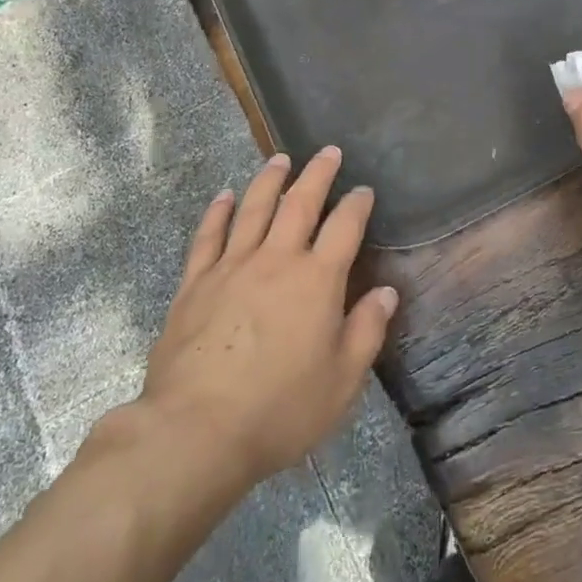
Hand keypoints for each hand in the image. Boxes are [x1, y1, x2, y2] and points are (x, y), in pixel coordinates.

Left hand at [134, 147, 397, 491]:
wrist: (197, 430)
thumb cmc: (280, 409)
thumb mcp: (342, 381)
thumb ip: (367, 330)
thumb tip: (386, 291)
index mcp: (317, 280)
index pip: (344, 227)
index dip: (357, 204)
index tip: (364, 190)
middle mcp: (276, 260)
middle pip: (300, 203)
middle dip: (318, 174)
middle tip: (328, 151)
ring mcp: (232, 267)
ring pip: (254, 209)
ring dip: (270, 180)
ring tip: (280, 159)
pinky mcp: (195, 283)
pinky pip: (208, 236)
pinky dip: (218, 212)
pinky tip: (225, 196)